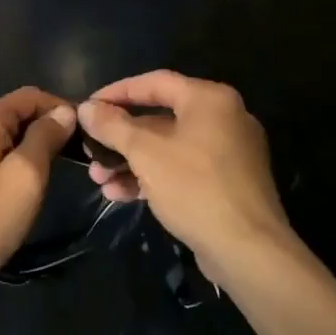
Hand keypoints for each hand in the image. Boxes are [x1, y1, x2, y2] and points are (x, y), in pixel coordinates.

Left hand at [0, 87, 74, 291]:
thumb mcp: (27, 176)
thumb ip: (46, 137)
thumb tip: (64, 112)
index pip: (30, 96)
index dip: (60, 109)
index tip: (84, 132)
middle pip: (14, 112)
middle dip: (44, 127)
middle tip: (73, 154)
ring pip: (1, 133)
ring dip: (27, 144)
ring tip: (52, 169)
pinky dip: (9, 157)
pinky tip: (21, 181)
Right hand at [78, 72, 287, 286]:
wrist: (249, 252)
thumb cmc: (195, 187)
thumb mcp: (145, 153)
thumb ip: (113, 126)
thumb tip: (86, 108)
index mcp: (210, 99)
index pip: (155, 82)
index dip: (117, 92)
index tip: (89, 106)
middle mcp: (223, 119)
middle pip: (160, 118)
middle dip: (120, 138)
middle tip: (91, 151)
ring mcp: (228, 154)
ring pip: (168, 148)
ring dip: (130, 162)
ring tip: (99, 180)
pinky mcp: (227, 184)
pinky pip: (182, 170)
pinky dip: (153, 178)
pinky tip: (121, 195)